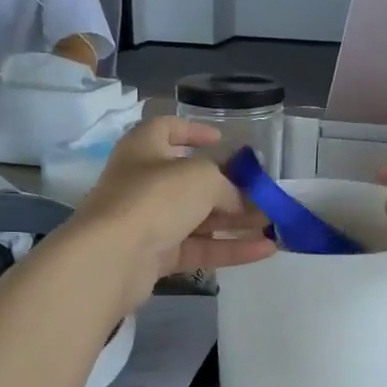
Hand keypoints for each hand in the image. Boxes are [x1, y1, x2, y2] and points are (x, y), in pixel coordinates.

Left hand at [70, 117, 274, 305]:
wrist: (113, 257)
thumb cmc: (155, 198)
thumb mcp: (202, 178)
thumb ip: (227, 185)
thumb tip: (239, 201)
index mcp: (144, 149)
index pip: (167, 129)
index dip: (194, 131)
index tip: (221, 139)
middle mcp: (143, 182)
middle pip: (191, 182)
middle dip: (230, 189)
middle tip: (264, 195)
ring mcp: (148, 222)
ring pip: (198, 220)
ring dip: (236, 222)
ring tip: (273, 225)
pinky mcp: (155, 257)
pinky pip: (198, 249)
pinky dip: (229, 249)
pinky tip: (265, 250)